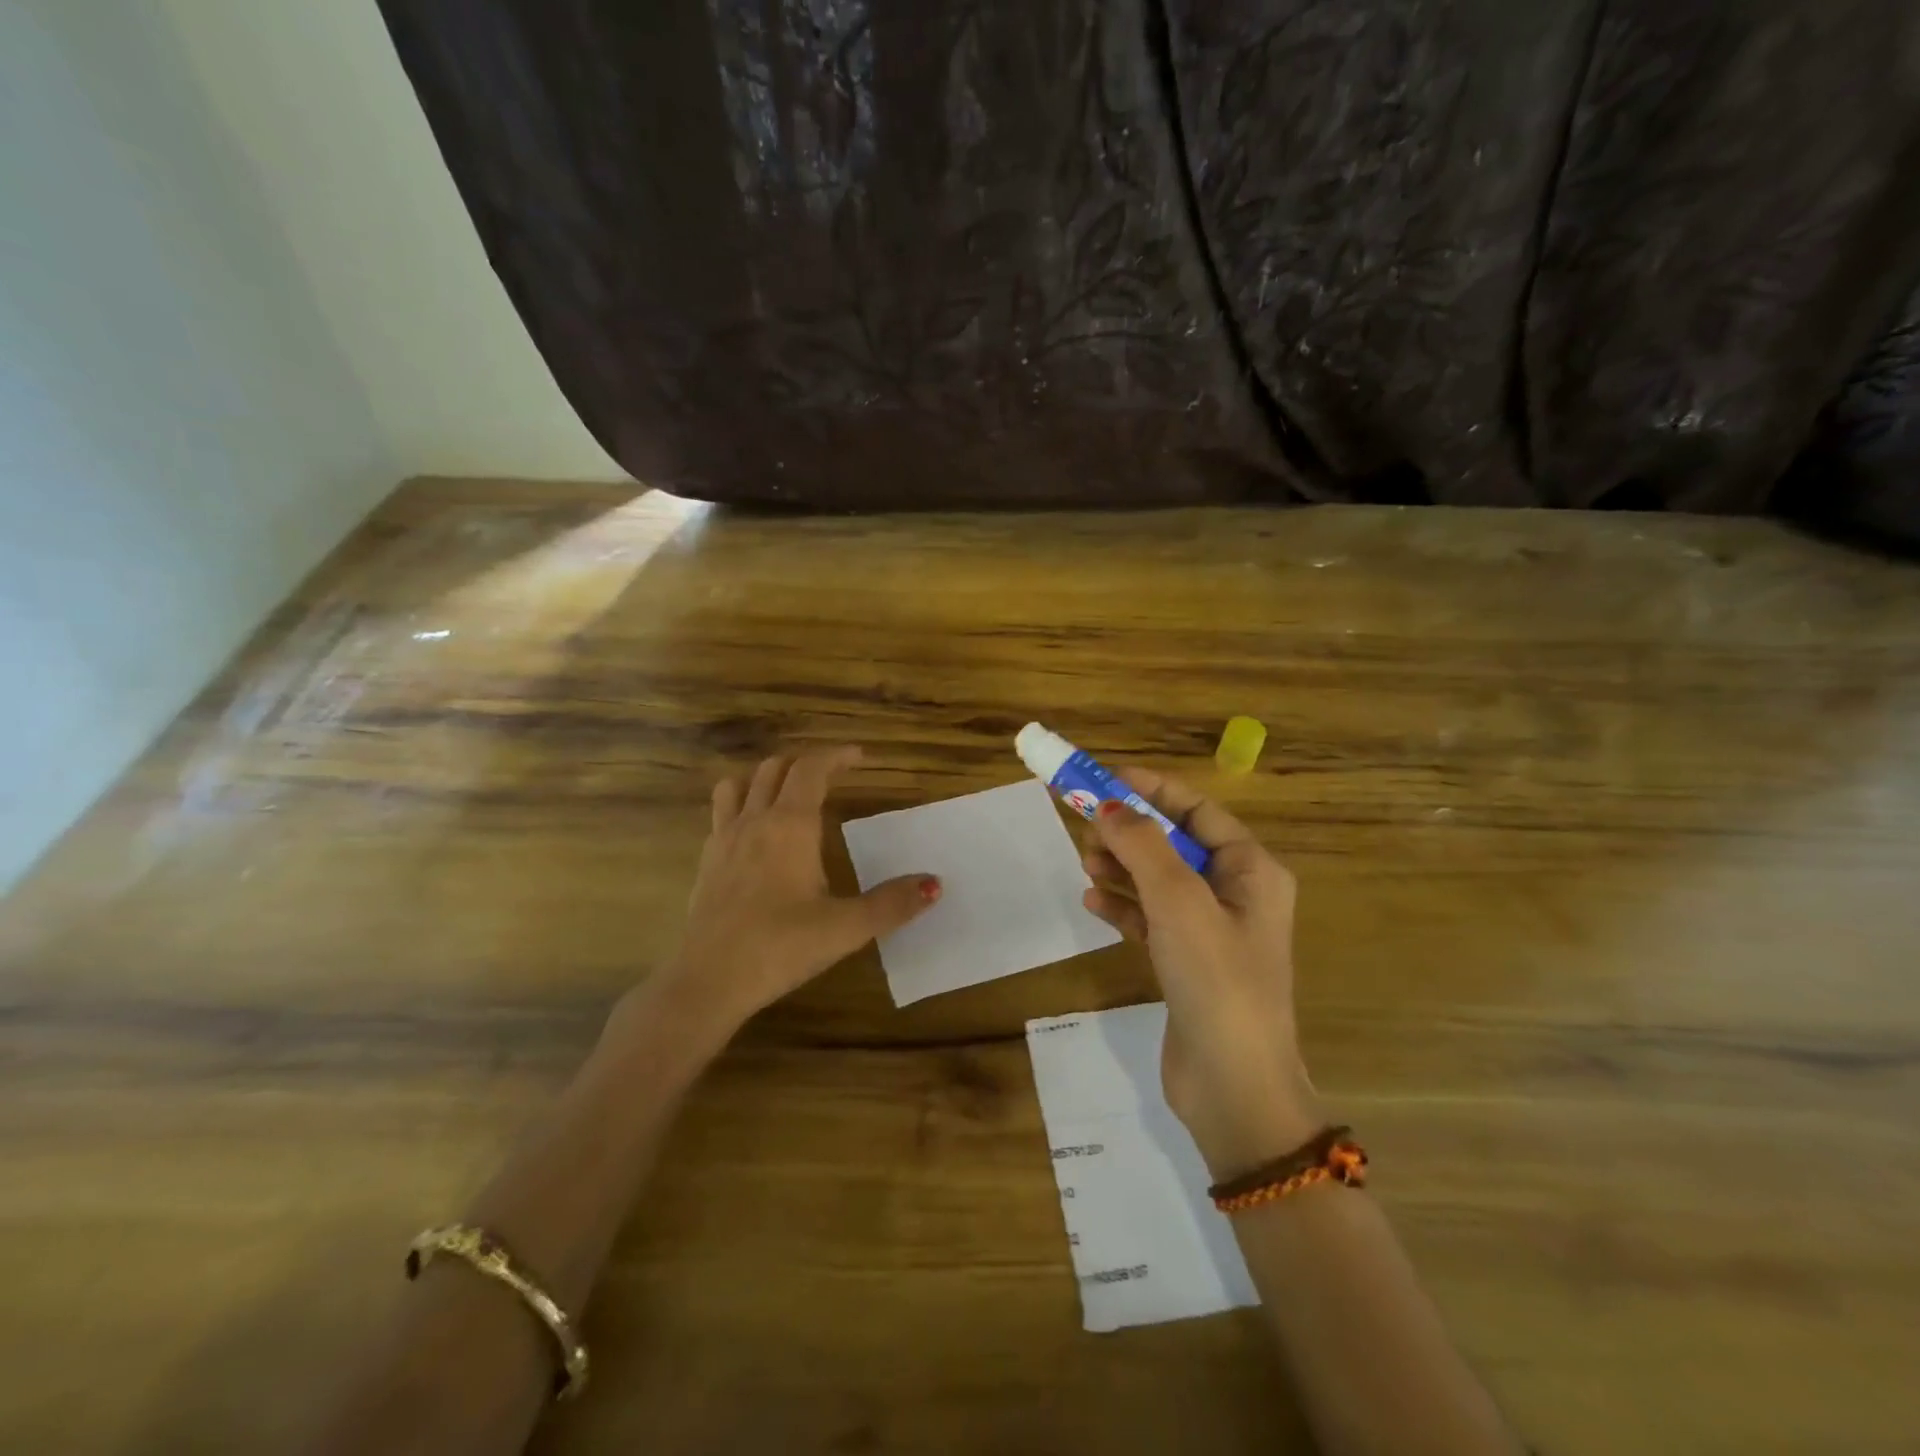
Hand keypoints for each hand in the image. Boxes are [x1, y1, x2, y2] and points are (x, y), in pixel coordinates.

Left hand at [649, 747, 939, 1041]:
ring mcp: (724, 838)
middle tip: (832, 774)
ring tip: (788, 790)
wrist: (708, 980)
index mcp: (791, 826)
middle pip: (776, 768)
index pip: (812, 769)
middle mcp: (755, 821)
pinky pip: (722, 811)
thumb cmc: (780, 947)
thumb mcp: (845, 929)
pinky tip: (755, 831)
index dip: (836, 756)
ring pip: (740, 783)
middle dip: (806, 762)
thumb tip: (934, 884)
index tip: (859, 756)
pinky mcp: (706, 861)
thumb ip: (892, 904)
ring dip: (766, 776)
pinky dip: (742, 802)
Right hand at [1081, 770, 1321, 1178]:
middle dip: (1131, 833)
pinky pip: (1151, 919)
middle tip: (1086, 830)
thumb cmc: (1216, 980)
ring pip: (1159, 881)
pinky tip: (1093, 904)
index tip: (1105, 780)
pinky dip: (1123, 907)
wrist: (1234, 1087)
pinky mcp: (1188, 964)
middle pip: (1175, 844)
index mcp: (1251, 870)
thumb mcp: (1179, 902)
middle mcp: (1236, 894)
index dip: (1152, 790)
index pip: (1198, 810)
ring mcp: (1212, 932)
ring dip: (1122, 868)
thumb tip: (1109, 806)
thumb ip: (1143, 846)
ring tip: (1086, 865)